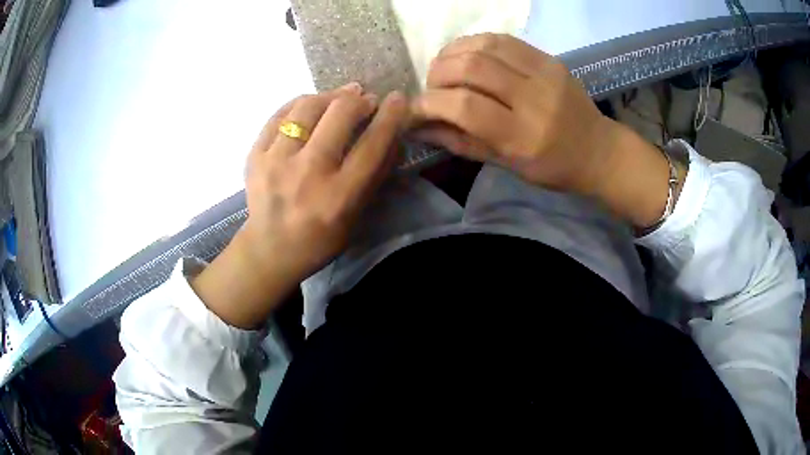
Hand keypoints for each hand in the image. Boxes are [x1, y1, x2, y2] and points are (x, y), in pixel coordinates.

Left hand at [192, 84, 407, 327]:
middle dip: (358, 99)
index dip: (390, 116)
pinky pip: (280, 115)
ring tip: (340, 97)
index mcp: (338, 196)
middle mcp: (307, 173)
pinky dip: (300, 104)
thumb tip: (392, 135)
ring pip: (307, 107)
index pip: (372, 144)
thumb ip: (375, 175)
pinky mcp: (255, 155)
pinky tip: (310, 106)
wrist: (269, 250)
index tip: (397, 99)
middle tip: (365, 99)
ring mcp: (276, 161)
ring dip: (329, 96)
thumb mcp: (356, 216)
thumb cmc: (320, 239)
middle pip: (339, 115)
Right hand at [411, 33, 681, 227]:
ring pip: (484, 46)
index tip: (415, 107)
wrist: (598, 150)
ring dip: (452, 53)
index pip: (465, 107)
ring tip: (445, 68)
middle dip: (438, 74)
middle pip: (472, 68)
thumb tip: (418, 126)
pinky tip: (466, 55)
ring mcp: (545, 73)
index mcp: (523, 137)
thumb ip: (461, 142)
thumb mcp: (506, 165)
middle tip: (433, 87)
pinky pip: (502, 39)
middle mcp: (534, 100)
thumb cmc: (552, 168)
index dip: (430, 103)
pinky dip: (474, 43)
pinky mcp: (549, 58)